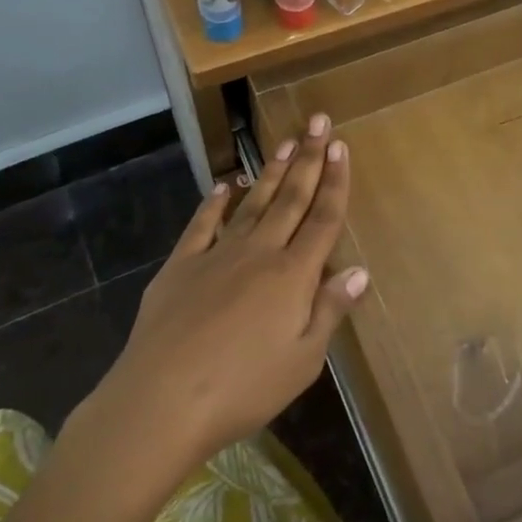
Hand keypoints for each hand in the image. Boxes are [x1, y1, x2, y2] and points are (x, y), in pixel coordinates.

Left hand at [105, 114, 364, 461]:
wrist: (161, 400)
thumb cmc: (243, 388)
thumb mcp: (302, 361)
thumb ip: (329, 311)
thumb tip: (360, 271)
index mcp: (294, 275)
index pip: (322, 218)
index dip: (335, 182)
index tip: (340, 146)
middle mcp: (259, 253)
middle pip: (291, 198)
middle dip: (308, 159)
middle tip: (318, 122)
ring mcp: (217, 255)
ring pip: (253, 203)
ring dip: (271, 172)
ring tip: (285, 142)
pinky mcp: (181, 266)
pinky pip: (202, 224)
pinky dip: (215, 203)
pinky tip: (225, 186)